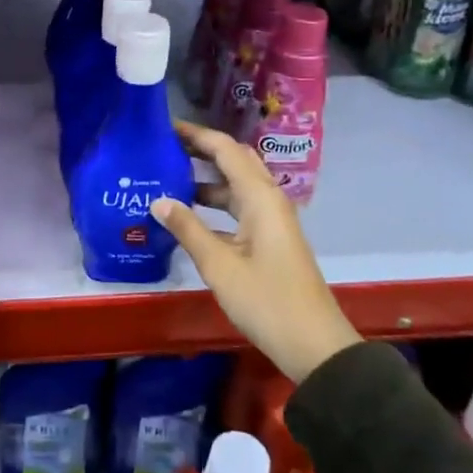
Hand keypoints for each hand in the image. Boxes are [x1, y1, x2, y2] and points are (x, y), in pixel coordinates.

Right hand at [153, 121, 357, 383]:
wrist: (313, 345)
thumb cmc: (266, 300)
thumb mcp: (219, 265)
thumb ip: (188, 229)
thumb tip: (158, 200)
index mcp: (260, 197)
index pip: (226, 150)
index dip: (197, 135)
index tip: (165, 127)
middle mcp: (269, 200)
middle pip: (235, 162)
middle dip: (202, 151)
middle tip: (165, 148)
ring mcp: (272, 221)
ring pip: (237, 187)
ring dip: (207, 180)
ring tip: (169, 178)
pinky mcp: (270, 240)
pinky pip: (240, 208)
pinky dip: (215, 205)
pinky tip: (189, 217)